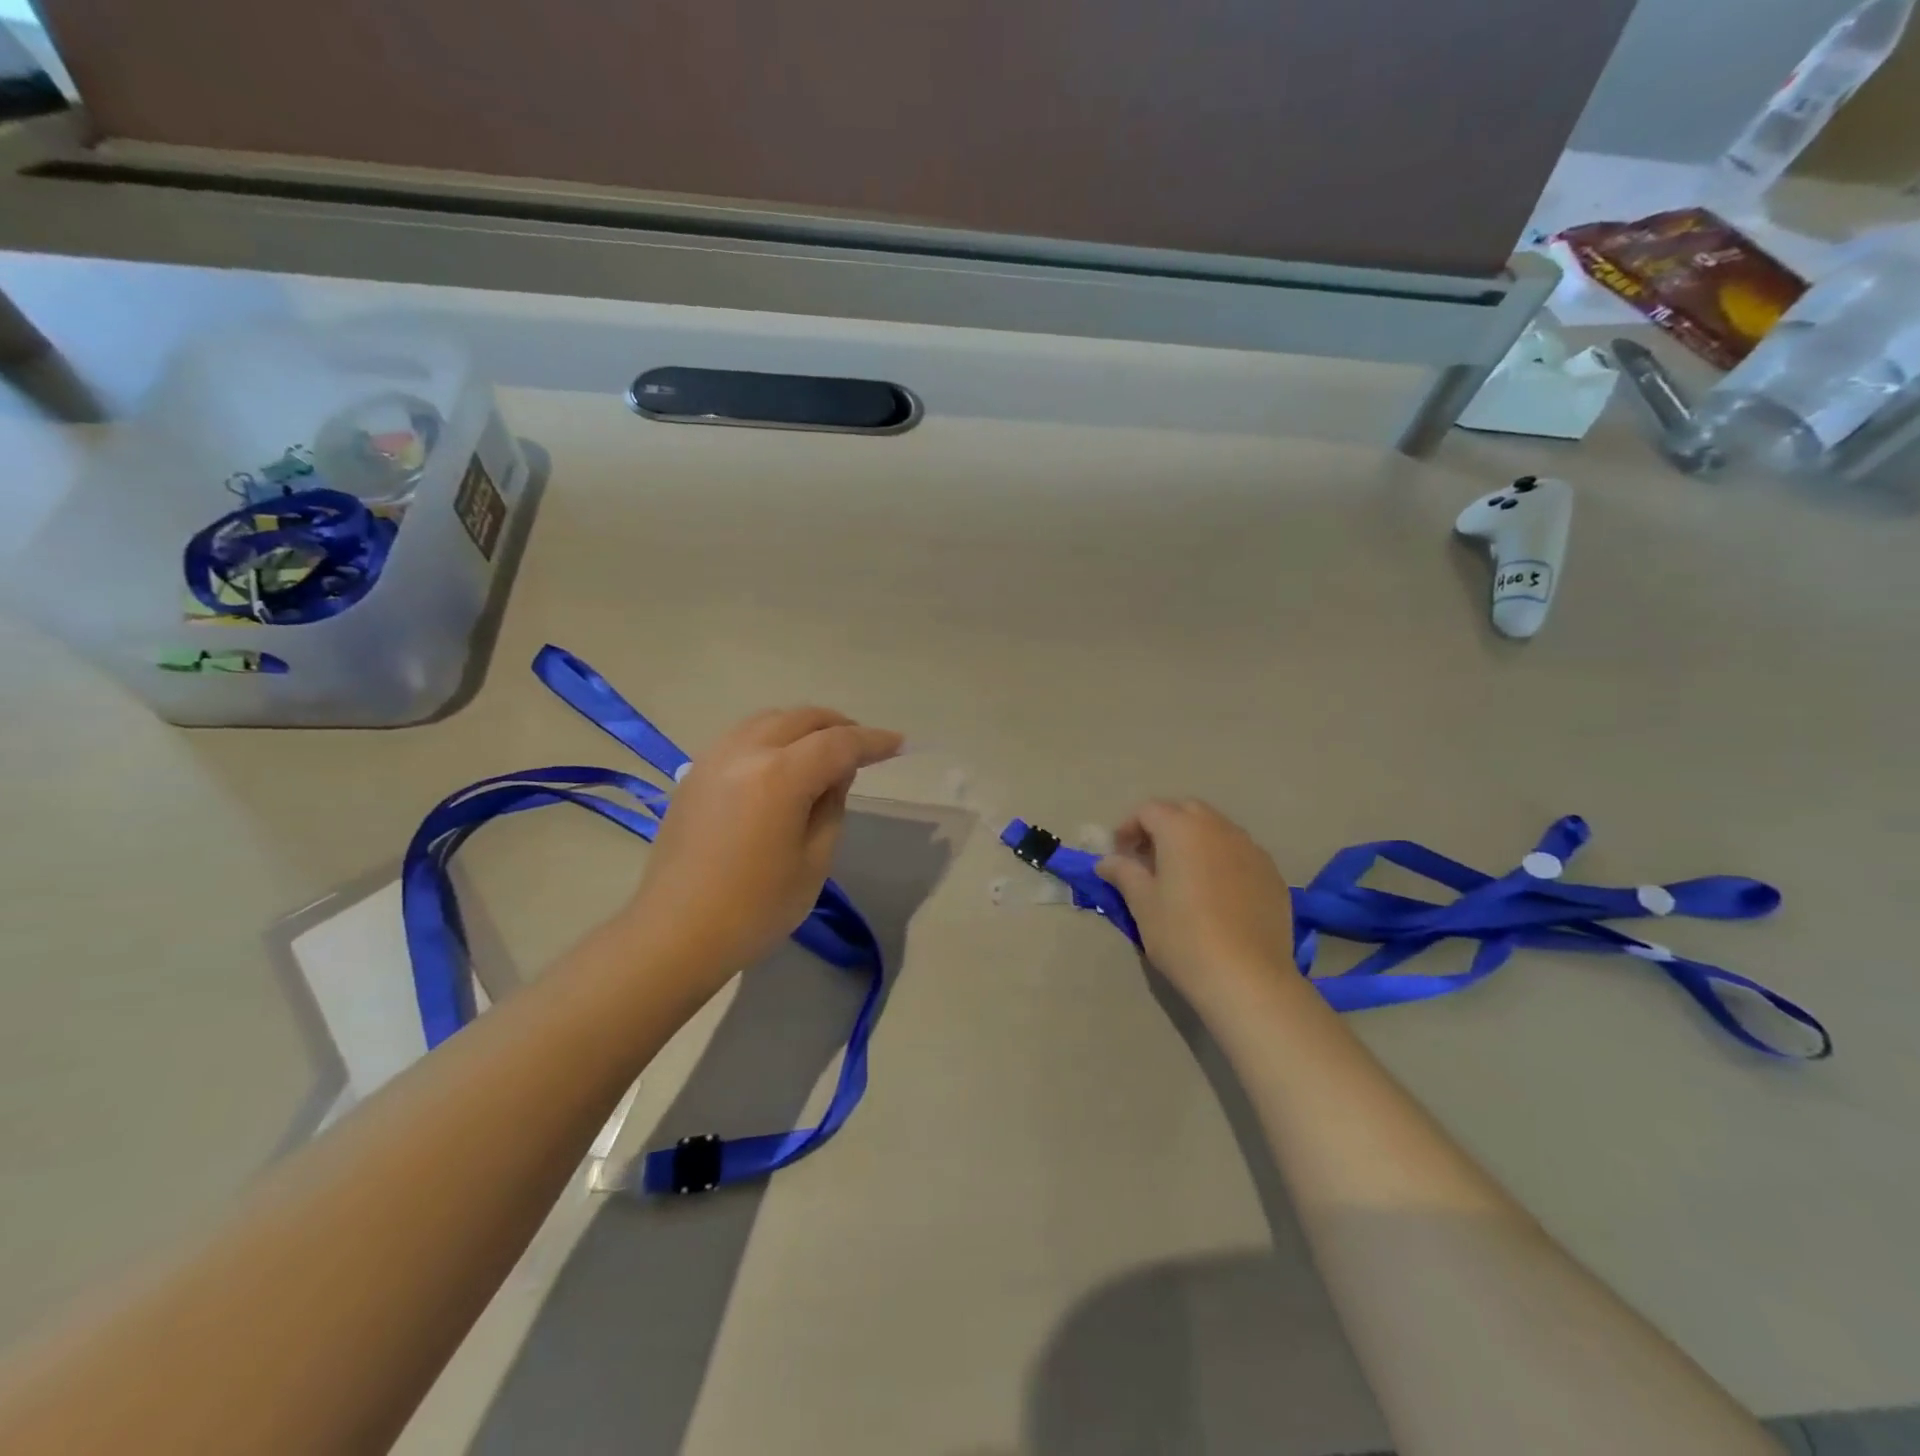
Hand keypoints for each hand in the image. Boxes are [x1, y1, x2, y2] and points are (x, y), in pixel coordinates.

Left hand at [625, 707, 901, 988]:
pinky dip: (773, 736)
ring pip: (769, 720)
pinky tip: (782, 763)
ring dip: (804, 726)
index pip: (838, 743)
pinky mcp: (694, 773)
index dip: (873, 741)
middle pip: (802, 719)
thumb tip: (836, 773)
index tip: (898, 744)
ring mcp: (713, 759)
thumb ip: (832, 805)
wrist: (676, 934)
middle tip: (864, 748)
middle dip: (839, 726)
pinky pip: (743, 736)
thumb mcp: (814, 861)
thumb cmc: (755, 908)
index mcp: (780, 776)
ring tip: (824, 751)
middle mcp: (745, 753)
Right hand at [1095, 800, 1295, 1006]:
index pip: (1149, 810)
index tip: (1119, 855)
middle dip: (1163, 827)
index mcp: (1182, 829)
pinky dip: (1221, 860)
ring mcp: (1251, 849)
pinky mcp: (1272, 874)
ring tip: (1183, 876)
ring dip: (1194, 841)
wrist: (1248, 978)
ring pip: (1216, 829)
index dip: (1128, 828)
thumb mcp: (1143, 904)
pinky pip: (1240, 853)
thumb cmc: (1183, 936)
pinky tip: (1216, 894)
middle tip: (1149, 859)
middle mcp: (1219, 828)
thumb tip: (1106, 861)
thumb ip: (1124, 873)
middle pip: (1185, 811)